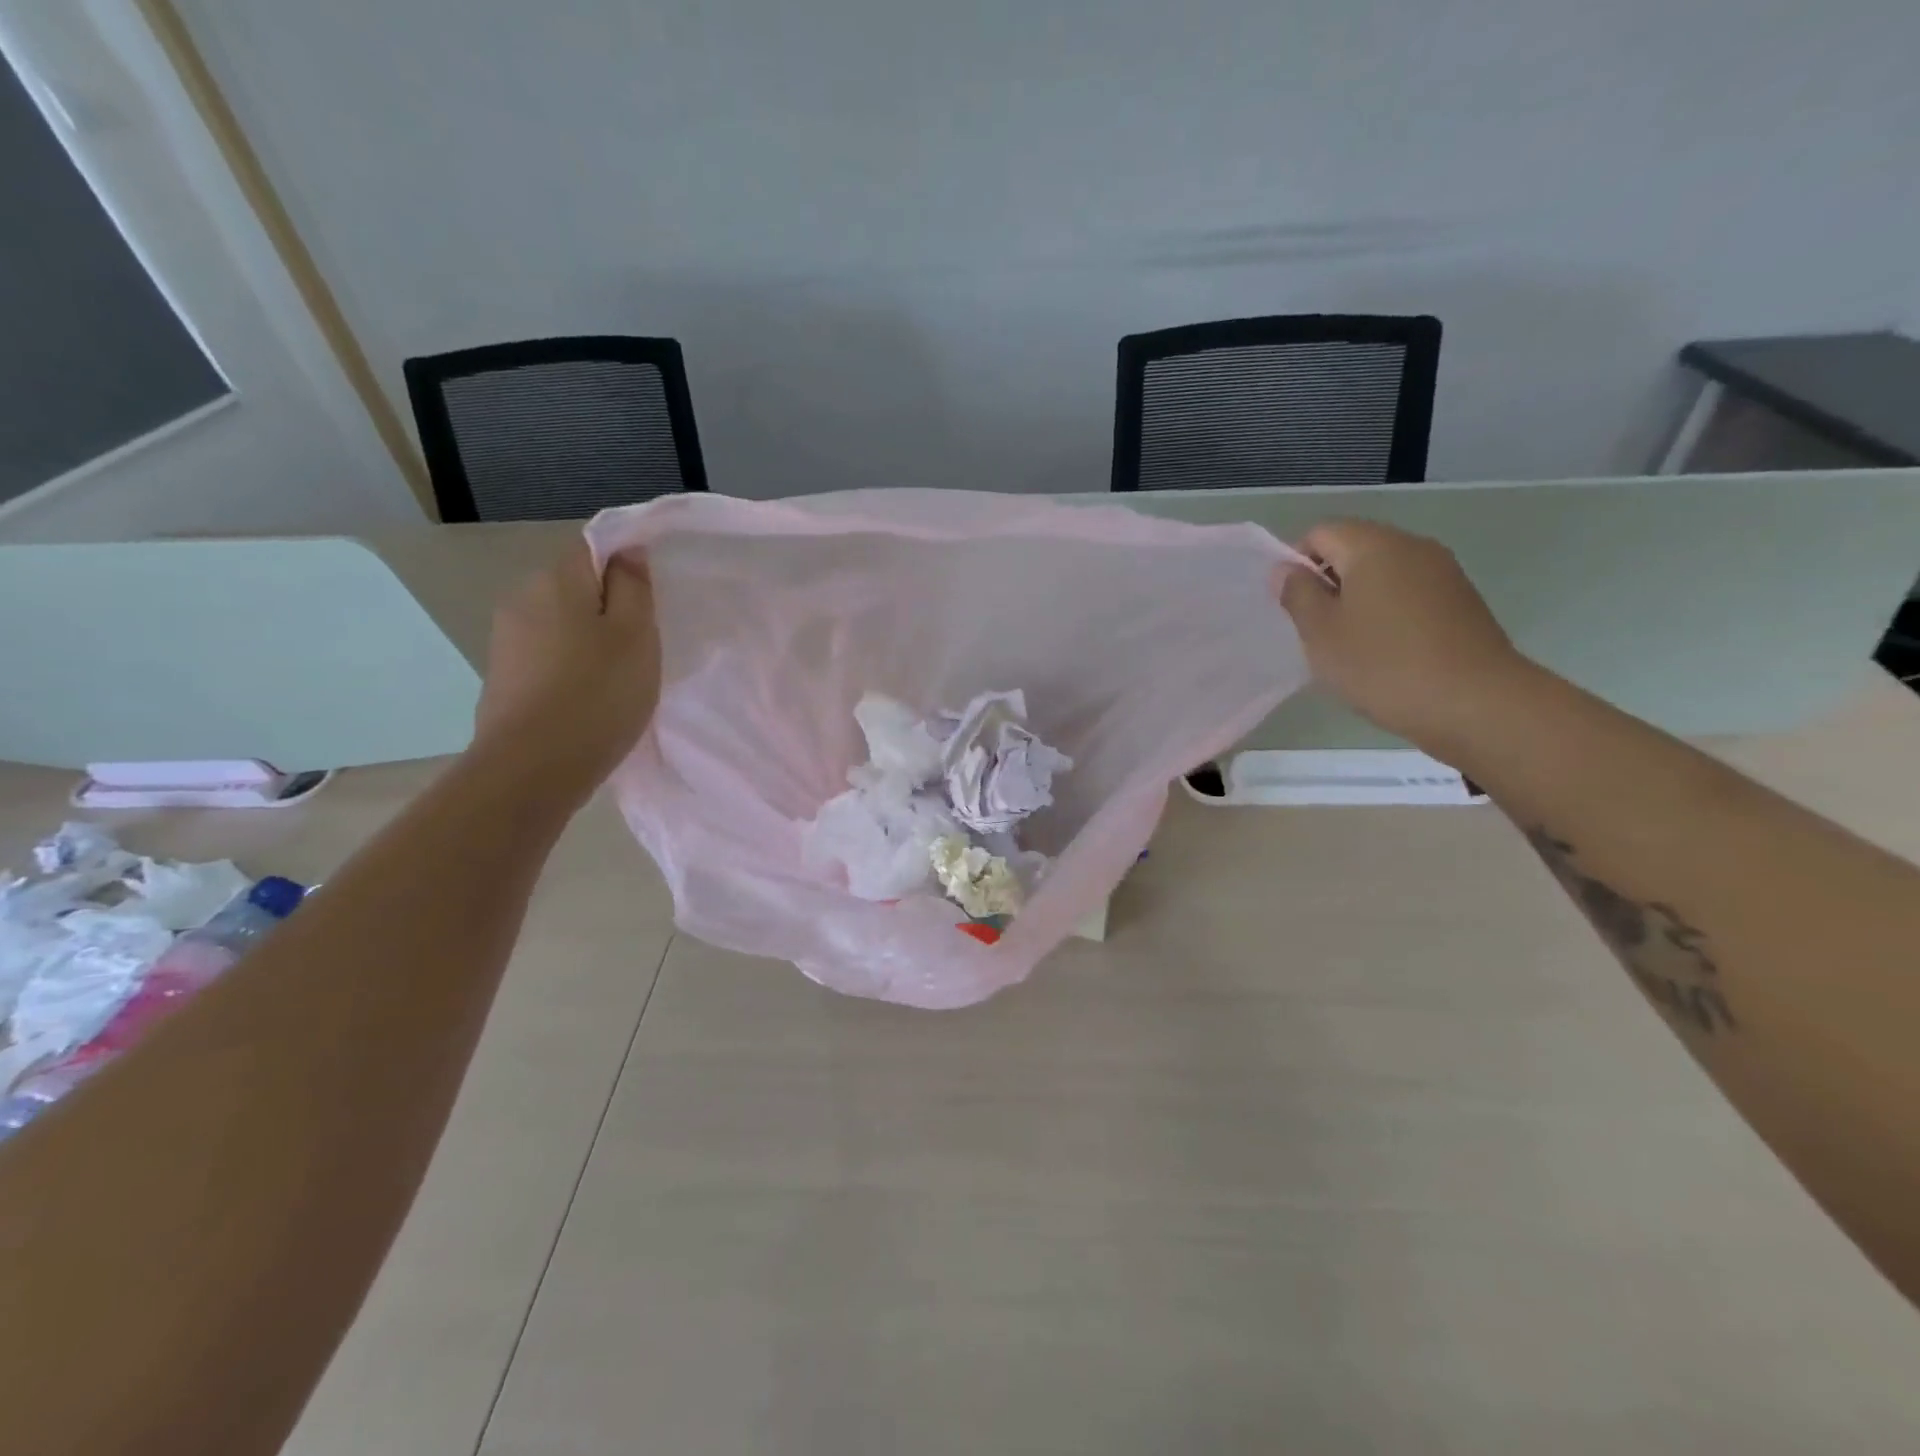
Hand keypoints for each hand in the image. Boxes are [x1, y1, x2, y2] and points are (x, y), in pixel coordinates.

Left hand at [472, 540, 660, 799]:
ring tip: (615, 679)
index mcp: (557, 580)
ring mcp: (506, 639)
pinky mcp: (502, 676)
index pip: (593, 547)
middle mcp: (522, 598)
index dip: (625, 566)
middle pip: (574, 587)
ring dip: (587, 640)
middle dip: (607, 608)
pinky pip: (546, 656)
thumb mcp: (636, 635)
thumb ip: (633, 587)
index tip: (650, 602)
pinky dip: (568, 667)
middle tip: (640, 647)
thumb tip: (627, 551)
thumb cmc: (598, 694)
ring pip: (560, 624)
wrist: (533, 768)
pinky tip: (586, 699)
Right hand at [1275, 520, 1530, 753]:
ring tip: (1351, 646)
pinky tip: (1387, 653)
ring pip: (1383, 572)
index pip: (1319, 533)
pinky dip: (1388, 613)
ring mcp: (1443, 571)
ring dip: (1358, 600)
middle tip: (1318, 630)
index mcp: (1373, 545)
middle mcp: (1412, 545)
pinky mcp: (1462, 600)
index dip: (1296, 564)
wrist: (1476, 703)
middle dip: (1328, 582)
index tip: (1294, 608)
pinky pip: (1410, 593)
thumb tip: (1287, 569)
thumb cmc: (1383, 665)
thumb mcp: (1320, 633)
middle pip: (1354, 548)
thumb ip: (1298, 594)